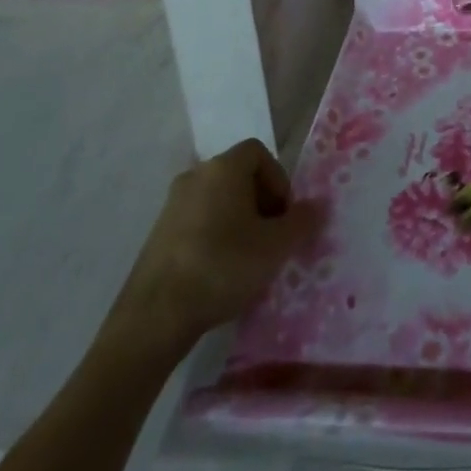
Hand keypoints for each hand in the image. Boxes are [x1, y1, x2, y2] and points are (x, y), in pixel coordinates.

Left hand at [98, 139, 321, 368]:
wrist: (154, 317)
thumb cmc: (222, 267)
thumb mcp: (275, 247)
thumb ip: (301, 221)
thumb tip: (317, 206)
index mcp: (223, 168)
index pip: (259, 153)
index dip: (278, 180)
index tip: (282, 216)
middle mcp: (195, 175)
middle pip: (238, 176)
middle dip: (260, 203)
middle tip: (270, 239)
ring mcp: (172, 205)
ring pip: (218, 200)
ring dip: (238, 221)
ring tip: (247, 259)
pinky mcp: (157, 234)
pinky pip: (197, 221)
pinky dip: (214, 237)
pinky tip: (218, 272)